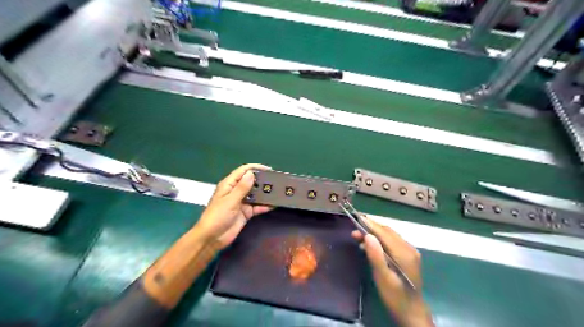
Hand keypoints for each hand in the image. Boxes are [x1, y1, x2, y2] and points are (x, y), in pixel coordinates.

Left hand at [193, 164, 271, 249]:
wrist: (212, 238)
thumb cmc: (217, 216)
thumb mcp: (230, 200)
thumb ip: (242, 188)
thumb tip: (251, 173)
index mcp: (229, 185)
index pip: (243, 171)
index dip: (255, 168)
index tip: (269, 169)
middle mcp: (236, 191)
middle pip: (251, 182)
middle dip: (262, 181)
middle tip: (276, 181)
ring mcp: (242, 202)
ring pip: (256, 194)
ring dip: (265, 193)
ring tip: (279, 191)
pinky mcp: (246, 212)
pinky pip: (257, 206)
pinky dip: (265, 206)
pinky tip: (274, 204)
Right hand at [351, 216, 431, 325]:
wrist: (411, 312)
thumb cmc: (395, 296)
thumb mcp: (383, 278)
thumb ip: (376, 256)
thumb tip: (368, 235)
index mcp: (404, 253)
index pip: (384, 233)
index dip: (370, 224)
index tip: (357, 217)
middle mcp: (409, 248)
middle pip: (387, 232)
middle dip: (370, 229)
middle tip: (354, 231)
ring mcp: (409, 252)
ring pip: (389, 236)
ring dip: (374, 234)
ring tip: (358, 237)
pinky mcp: (407, 256)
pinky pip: (391, 242)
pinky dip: (379, 240)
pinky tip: (370, 245)